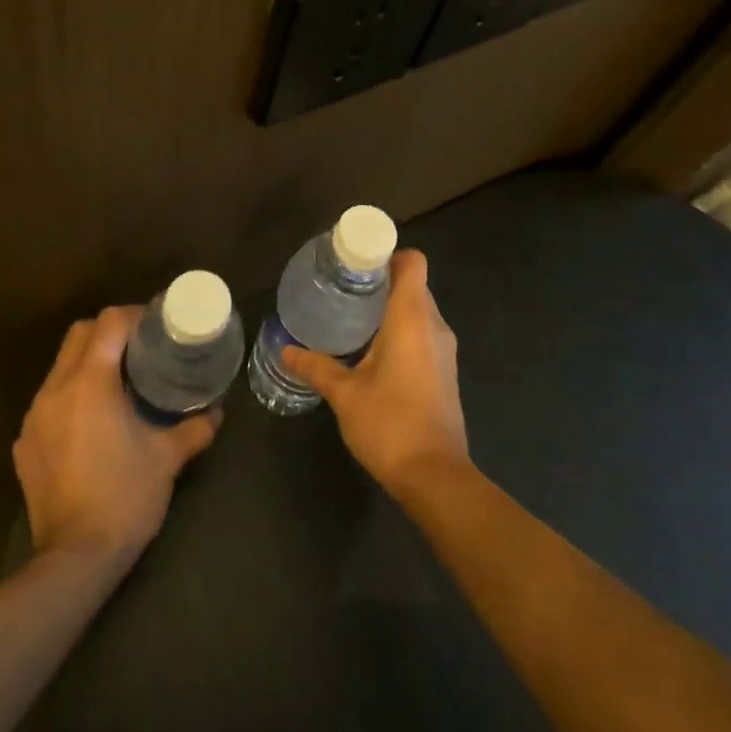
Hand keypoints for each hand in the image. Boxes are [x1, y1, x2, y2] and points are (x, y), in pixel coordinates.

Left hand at [13, 306, 221, 570]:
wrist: (75, 559)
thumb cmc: (126, 497)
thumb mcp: (168, 458)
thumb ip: (195, 428)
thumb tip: (217, 412)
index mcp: (91, 383)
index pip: (108, 323)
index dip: (134, 315)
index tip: (157, 325)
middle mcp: (56, 390)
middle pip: (78, 334)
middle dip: (108, 331)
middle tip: (139, 347)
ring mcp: (34, 417)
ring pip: (60, 366)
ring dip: (87, 361)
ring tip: (117, 380)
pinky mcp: (24, 443)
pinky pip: (48, 401)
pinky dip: (71, 395)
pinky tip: (92, 422)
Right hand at [281, 250, 468, 495]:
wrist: (435, 476)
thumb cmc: (390, 424)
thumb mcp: (344, 393)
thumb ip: (315, 367)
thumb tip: (285, 351)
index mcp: (412, 318)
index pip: (412, 263)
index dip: (387, 255)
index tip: (357, 265)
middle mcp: (434, 326)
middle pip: (413, 284)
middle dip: (381, 282)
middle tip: (344, 289)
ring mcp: (444, 350)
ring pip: (419, 310)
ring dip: (390, 308)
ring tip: (352, 317)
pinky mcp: (445, 371)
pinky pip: (423, 333)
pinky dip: (401, 331)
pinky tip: (371, 350)